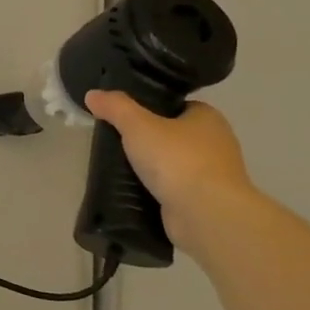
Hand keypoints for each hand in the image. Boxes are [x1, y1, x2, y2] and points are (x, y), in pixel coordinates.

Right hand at [83, 92, 253, 248]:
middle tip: (116, 142)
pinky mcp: (204, 202)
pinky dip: (157, 190)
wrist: (206, 214)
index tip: (125, 117)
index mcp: (209, 118)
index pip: (177, 106)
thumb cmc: (177, 160)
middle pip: (174, 135)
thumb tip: (93, 94)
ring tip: (118, 168)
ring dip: (152, 168)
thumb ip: (115, 107)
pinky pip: (174, 189)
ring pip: (174, 164)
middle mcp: (216, 144)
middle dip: (148, 140)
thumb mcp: (138, 125)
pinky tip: (133, 191)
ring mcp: (213, 176)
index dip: (151, 109)